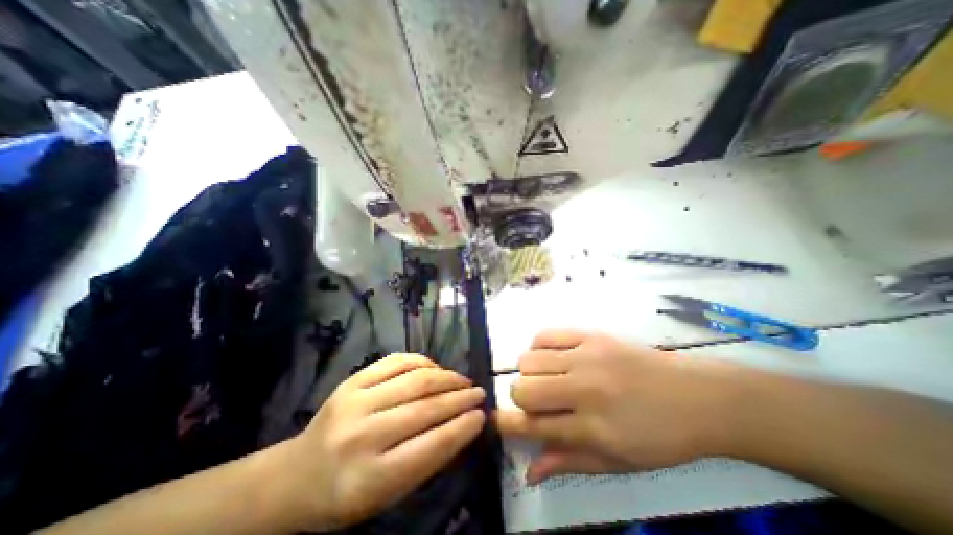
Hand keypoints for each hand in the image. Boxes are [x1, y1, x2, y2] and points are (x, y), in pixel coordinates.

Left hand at [276, 354, 484, 533]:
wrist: (295, 475)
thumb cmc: (346, 494)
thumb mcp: (388, 494)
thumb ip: (427, 460)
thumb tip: (463, 425)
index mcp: (369, 479)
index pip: (430, 447)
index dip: (462, 428)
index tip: (482, 416)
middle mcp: (361, 435)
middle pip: (425, 408)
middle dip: (459, 398)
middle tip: (479, 393)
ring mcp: (355, 400)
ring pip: (414, 380)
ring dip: (446, 377)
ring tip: (463, 380)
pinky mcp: (352, 379)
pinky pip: (396, 361)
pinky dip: (423, 362)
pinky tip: (436, 368)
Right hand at [496, 330, 731, 484]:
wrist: (697, 396)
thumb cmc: (660, 437)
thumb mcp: (617, 463)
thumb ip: (569, 462)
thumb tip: (529, 471)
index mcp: (591, 428)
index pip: (531, 425)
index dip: (505, 424)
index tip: (496, 420)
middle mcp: (584, 390)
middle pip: (523, 388)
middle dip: (519, 397)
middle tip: (534, 401)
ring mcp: (586, 357)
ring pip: (529, 359)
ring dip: (528, 371)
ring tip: (545, 377)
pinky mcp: (591, 335)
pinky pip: (546, 334)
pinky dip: (538, 347)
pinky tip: (551, 357)